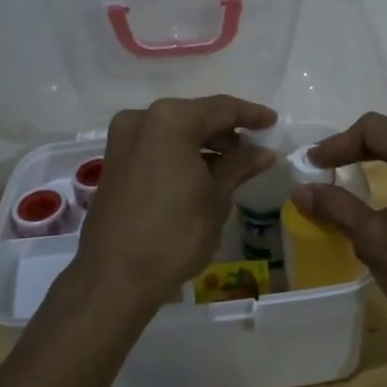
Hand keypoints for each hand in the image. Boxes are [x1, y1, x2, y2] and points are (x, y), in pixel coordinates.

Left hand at [74, 95, 277, 314]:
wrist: (115, 277)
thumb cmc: (174, 233)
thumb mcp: (216, 198)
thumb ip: (240, 166)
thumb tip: (263, 152)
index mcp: (171, 120)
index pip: (221, 108)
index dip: (251, 115)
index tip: (273, 122)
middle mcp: (142, 119)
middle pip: (195, 116)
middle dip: (225, 131)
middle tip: (253, 149)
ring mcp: (122, 140)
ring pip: (174, 131)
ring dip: (203, 144)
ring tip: (232, 166)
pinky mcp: (114, 163)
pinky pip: (156, 147)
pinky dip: (180, 154)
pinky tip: (201, 174)